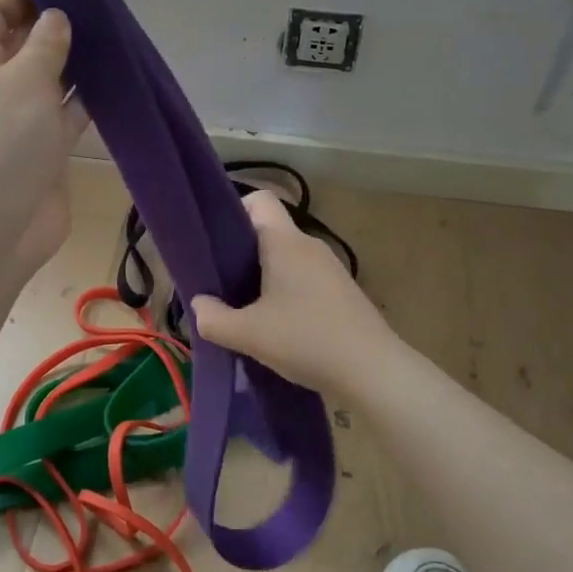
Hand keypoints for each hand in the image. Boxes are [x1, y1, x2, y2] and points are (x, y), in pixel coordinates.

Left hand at [0, 0, 89, 277]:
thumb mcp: (22, 80)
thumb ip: (45, 44)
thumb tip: (57, 17)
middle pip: (26, 44)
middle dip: (58, 25)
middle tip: (101, 7)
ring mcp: (21, 121)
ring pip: (52, 80)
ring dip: (78, 63)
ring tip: (116, 37)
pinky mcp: (46, 150)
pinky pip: (70, 114)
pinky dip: (90, 100)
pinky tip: (119, 82)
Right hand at [191, 190, 399, 399]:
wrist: (374, 372)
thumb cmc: (307, 340)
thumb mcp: (250, 335)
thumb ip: (214, 319)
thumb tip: (198, 306)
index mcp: (285, 242)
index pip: (260, 199)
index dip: (234, 211)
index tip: (215, 243)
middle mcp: (309, 246)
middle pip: (268, 232)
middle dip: (241, 253)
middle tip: (219, 283)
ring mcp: (329, 269)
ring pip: (286, 258)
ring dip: (263, 277)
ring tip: (245, 309)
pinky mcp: (341, 292)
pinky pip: (303, 279)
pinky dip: (286, 293)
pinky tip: (277, 326)